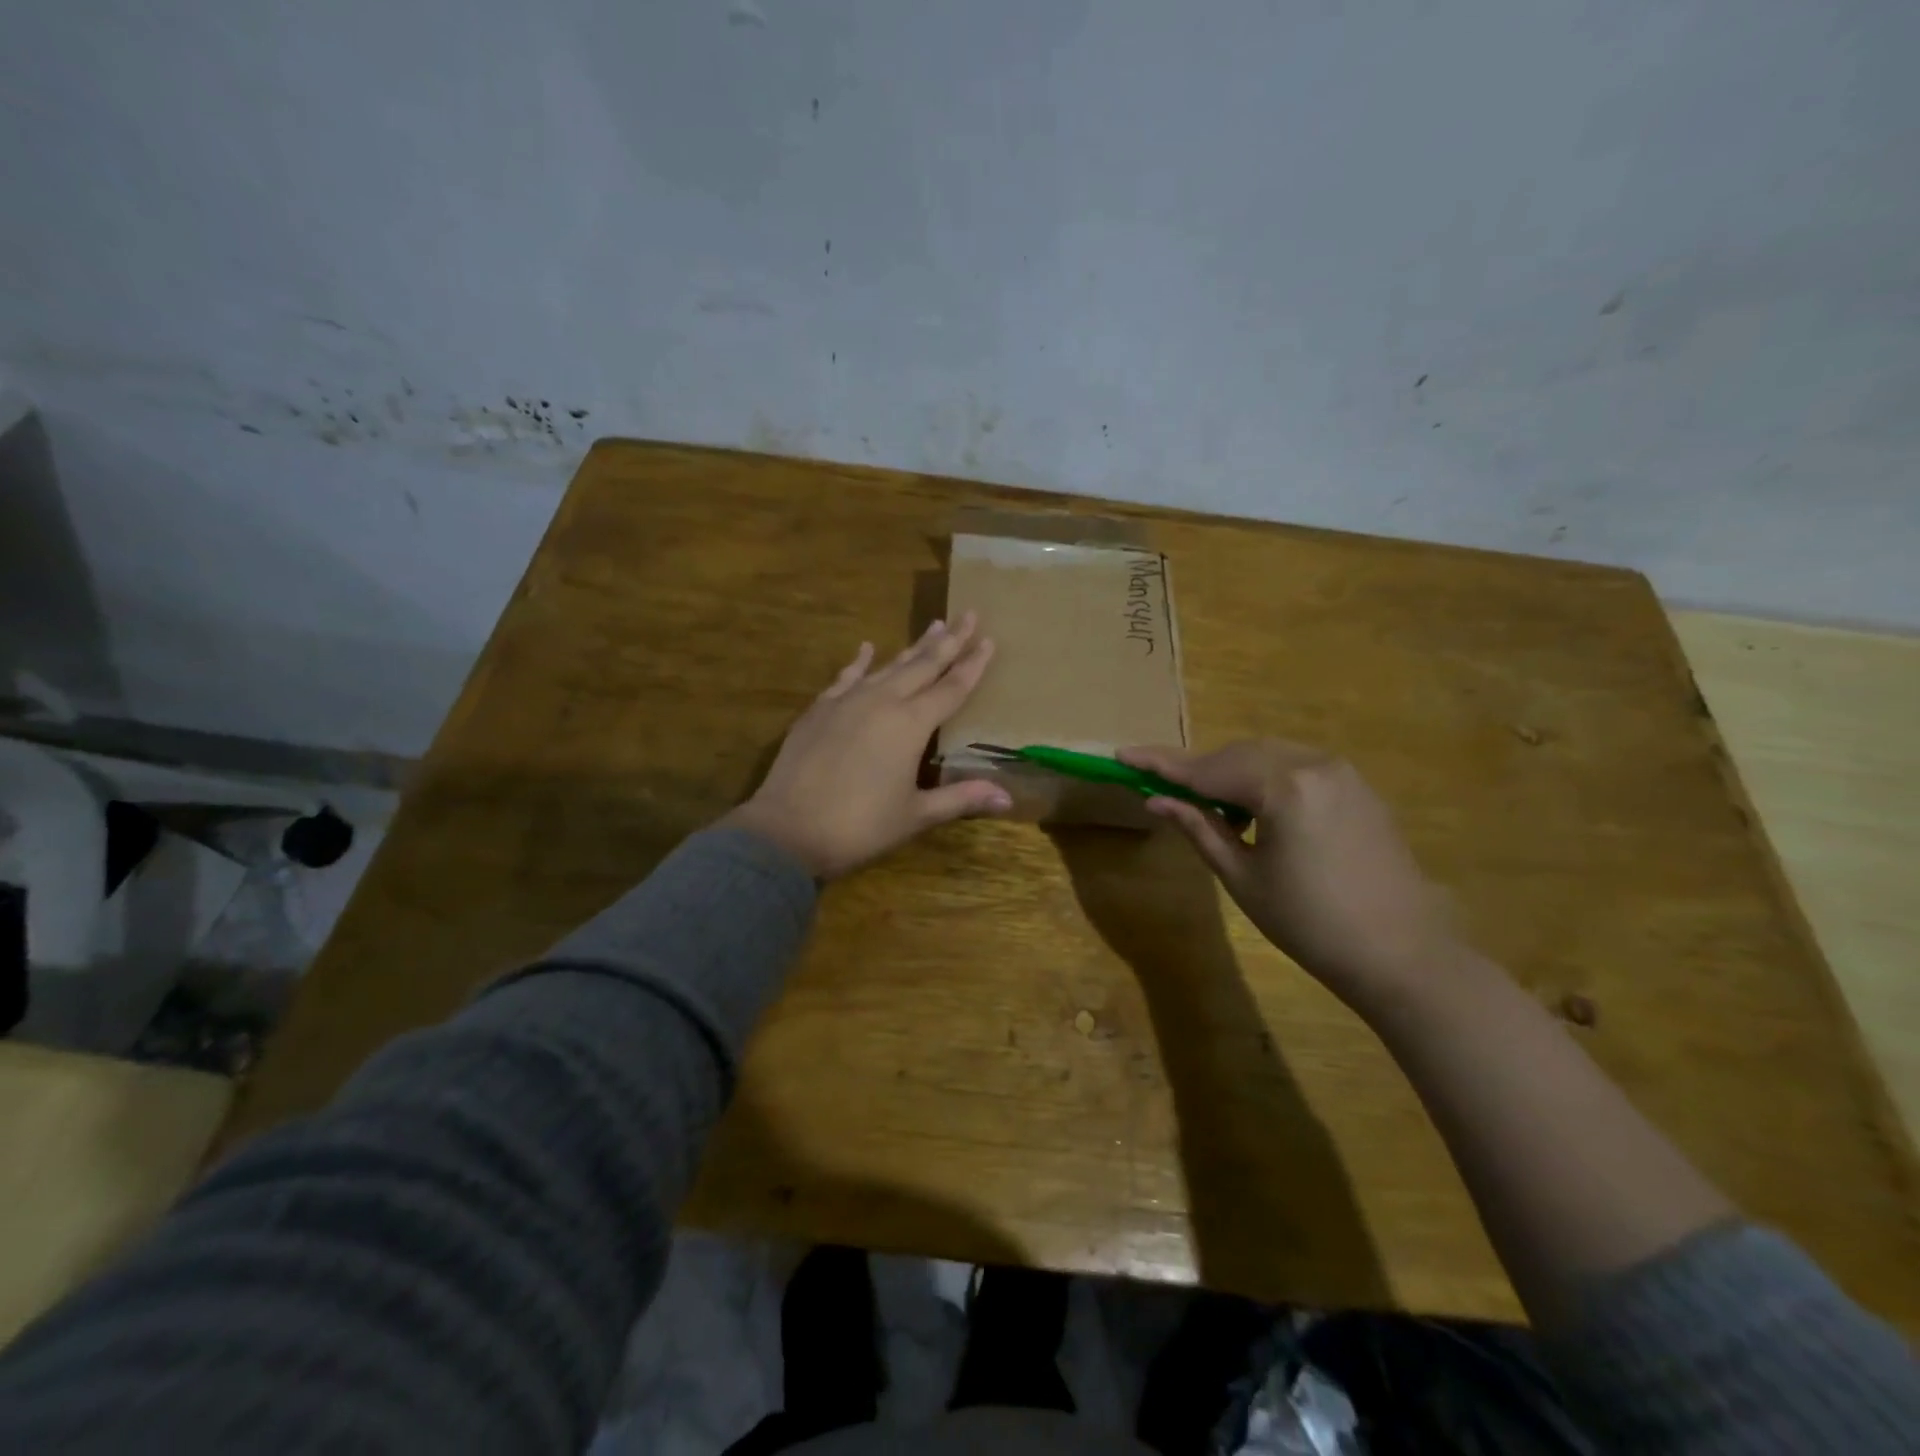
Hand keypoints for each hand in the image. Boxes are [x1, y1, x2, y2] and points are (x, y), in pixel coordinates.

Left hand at [723, 614, 1013, 878]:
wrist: (788, 829)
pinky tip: (866, 648)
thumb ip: (961, 798)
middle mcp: (882, 701)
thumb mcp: (916, 815)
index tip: (989, 639)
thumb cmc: (860, 826)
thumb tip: (1008, 797)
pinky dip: (859, 661)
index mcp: (911, 725)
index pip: (951, 687)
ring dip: (913, 647)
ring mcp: (847, 701)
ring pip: (888, 666)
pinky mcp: (820, 709)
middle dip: (949, 641)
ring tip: (933, 626)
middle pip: (923, 665)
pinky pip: (846, 676)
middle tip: (968, 614)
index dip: (972, 665)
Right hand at [1118, 739, 1458, 1011]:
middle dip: (1198, 769)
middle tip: (1161, 784)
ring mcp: (1341, 771)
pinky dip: (1264, 776)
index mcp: (1284, 787)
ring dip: (1230, 771)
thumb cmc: (1310, 924)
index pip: (1207, 770)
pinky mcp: (1357, 786)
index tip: (1123, 755)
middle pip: (1237, 754)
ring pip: (1267, 755)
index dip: (1161, 764)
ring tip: (1204, 799)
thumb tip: (1156, 800)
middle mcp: (1314, 764)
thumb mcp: (1243, 878)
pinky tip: (1251, 804)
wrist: (1401, 954)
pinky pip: (1296, 765)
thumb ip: (1198, 828)